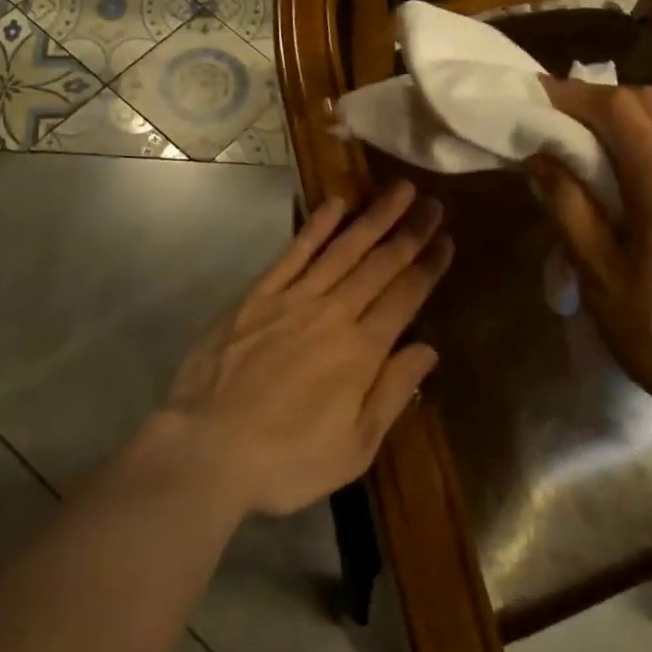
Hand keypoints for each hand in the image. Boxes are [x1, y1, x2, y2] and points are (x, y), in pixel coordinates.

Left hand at [162, 181, 453, 516]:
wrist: (205, 451)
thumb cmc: (285, 460)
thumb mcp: (354, 448)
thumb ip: (392, 393)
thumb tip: (428, 350)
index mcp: (361, 351)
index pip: (405, 297)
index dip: (429, 267)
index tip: (446, 241)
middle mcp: (333, 314)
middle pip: (380, 265)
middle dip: (410, 233)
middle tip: (432, 204)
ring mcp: (293, 300)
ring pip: (343, 249)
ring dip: (373, 218)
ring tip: (399, 190)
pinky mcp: (257, 296)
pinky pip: (293, 253)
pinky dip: (316, 227)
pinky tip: (335, 204)